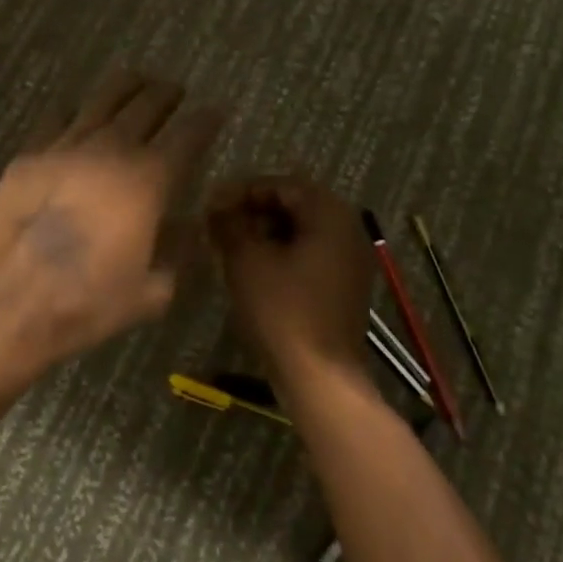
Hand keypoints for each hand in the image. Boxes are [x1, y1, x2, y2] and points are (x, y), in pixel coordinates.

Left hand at [0, 70, 221, 369]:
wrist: (5, 302)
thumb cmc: (86, 303)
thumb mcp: (152, 293)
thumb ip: (177, 254)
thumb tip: (185, 226)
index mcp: (149, 180)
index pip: (188, 135)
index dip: (205, 120)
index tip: (216, 111)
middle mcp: (111, 151)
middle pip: (146, 106)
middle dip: (166, 95)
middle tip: (175, 90)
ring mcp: (65, 147)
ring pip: (102, 101)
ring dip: (125, 88)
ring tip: (136, 79)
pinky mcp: (28, 155)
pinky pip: (56, 118)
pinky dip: (74, 109)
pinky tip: (76, 109)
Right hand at [207, 178, 375, 389]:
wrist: (320, 376)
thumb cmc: (283, 310)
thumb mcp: (247, 260)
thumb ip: (230, 223)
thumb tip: (217, 204)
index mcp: (329, 213)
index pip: (281, 185)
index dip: (242, 191)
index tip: (211, 205)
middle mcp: (348, 228)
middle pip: (294, 206)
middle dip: (253, 212)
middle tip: (219, 226)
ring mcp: (351, 259)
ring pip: (301, 232)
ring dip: (265, 234)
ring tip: (231, 248)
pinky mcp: (345, 286)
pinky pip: (311, 255)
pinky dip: (282, 255)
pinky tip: (255, 271)